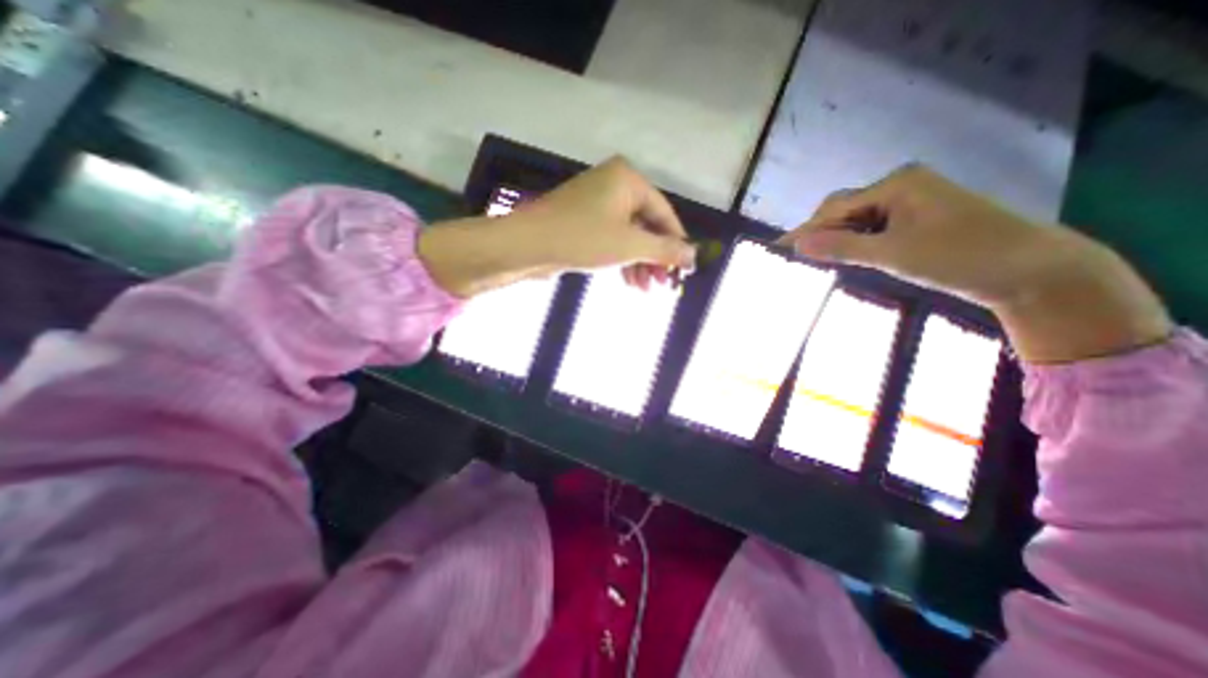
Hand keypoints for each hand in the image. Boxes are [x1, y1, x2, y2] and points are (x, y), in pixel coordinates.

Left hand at [422, 159, 692, 297]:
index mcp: (628, 180)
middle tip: (664, 285)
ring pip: (629, 236)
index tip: (685, 269)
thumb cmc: (583, 238)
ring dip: (640, 264)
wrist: (527, 245)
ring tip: (647, 290)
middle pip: (647, 226)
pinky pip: (612, 240)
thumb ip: (664, 250)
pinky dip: (622, 260)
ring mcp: (597, 204)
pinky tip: (630, 282)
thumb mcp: (630, 245)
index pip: (665, 213)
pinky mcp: (584, 222)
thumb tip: (695, 255)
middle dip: (656, 258)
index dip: (677, 243)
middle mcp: (614, 186)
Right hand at [773, 161, 1170, 362]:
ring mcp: (911, 202)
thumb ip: (841, 247)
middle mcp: (900, 187)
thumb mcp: (892, 254)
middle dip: (819, 234)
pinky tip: (846, 257)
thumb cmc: (959, 256)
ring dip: (837, 240)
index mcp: (896, 185)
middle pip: (844, 210)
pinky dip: (856, 243)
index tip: (777, 249)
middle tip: (797, 260)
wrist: (1031, 270)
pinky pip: (873, 228)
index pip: (835, 209)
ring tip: (815, 261)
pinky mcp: (917, 219)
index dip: (804, 230)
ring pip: (857, 220)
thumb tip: (797, 244)